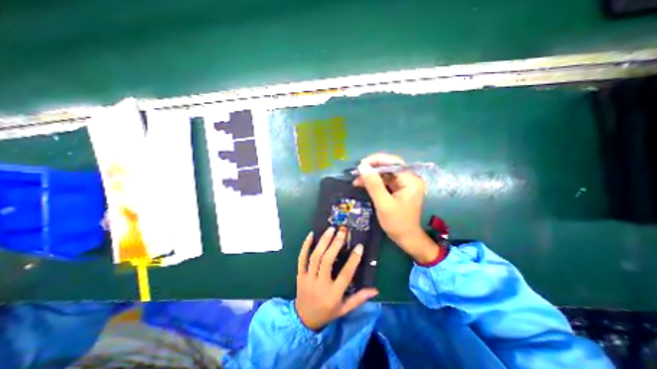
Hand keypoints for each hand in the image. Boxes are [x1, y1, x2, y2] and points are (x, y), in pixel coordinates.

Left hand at [294, 226, 376, 329]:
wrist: (304, 320)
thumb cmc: (328, 313)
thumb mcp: (345, 309)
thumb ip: (359, 298)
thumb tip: (376, 290)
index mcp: (333, 294)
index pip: (345, 275)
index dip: (353, 260)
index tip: (359, 246)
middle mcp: (320, 284)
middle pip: (327, 261)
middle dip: (335, 244)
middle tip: (342, 232)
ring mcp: (308, 278)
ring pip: (315, 257)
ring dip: (323, 241)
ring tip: (331, 229)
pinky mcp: (300, 274)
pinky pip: (301, 258)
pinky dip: (305, 245)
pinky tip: (311, 234)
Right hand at [354, 153, 440, 265]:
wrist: (406, 238)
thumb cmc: (397, 223)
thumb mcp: (383, 204)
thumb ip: (373, 184)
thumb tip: (362, 167)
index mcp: (411, 180)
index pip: (394, 162)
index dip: (377, 160)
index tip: (361, 164)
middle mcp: (409, 179)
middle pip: (389, 166)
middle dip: (372, 168)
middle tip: (357, 171)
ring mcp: (404, 184)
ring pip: (385, 173)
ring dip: (371, 175)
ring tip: (356, 179)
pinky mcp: (398, 189)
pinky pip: (384, 180)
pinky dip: (373, 182)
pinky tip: (362, 184)